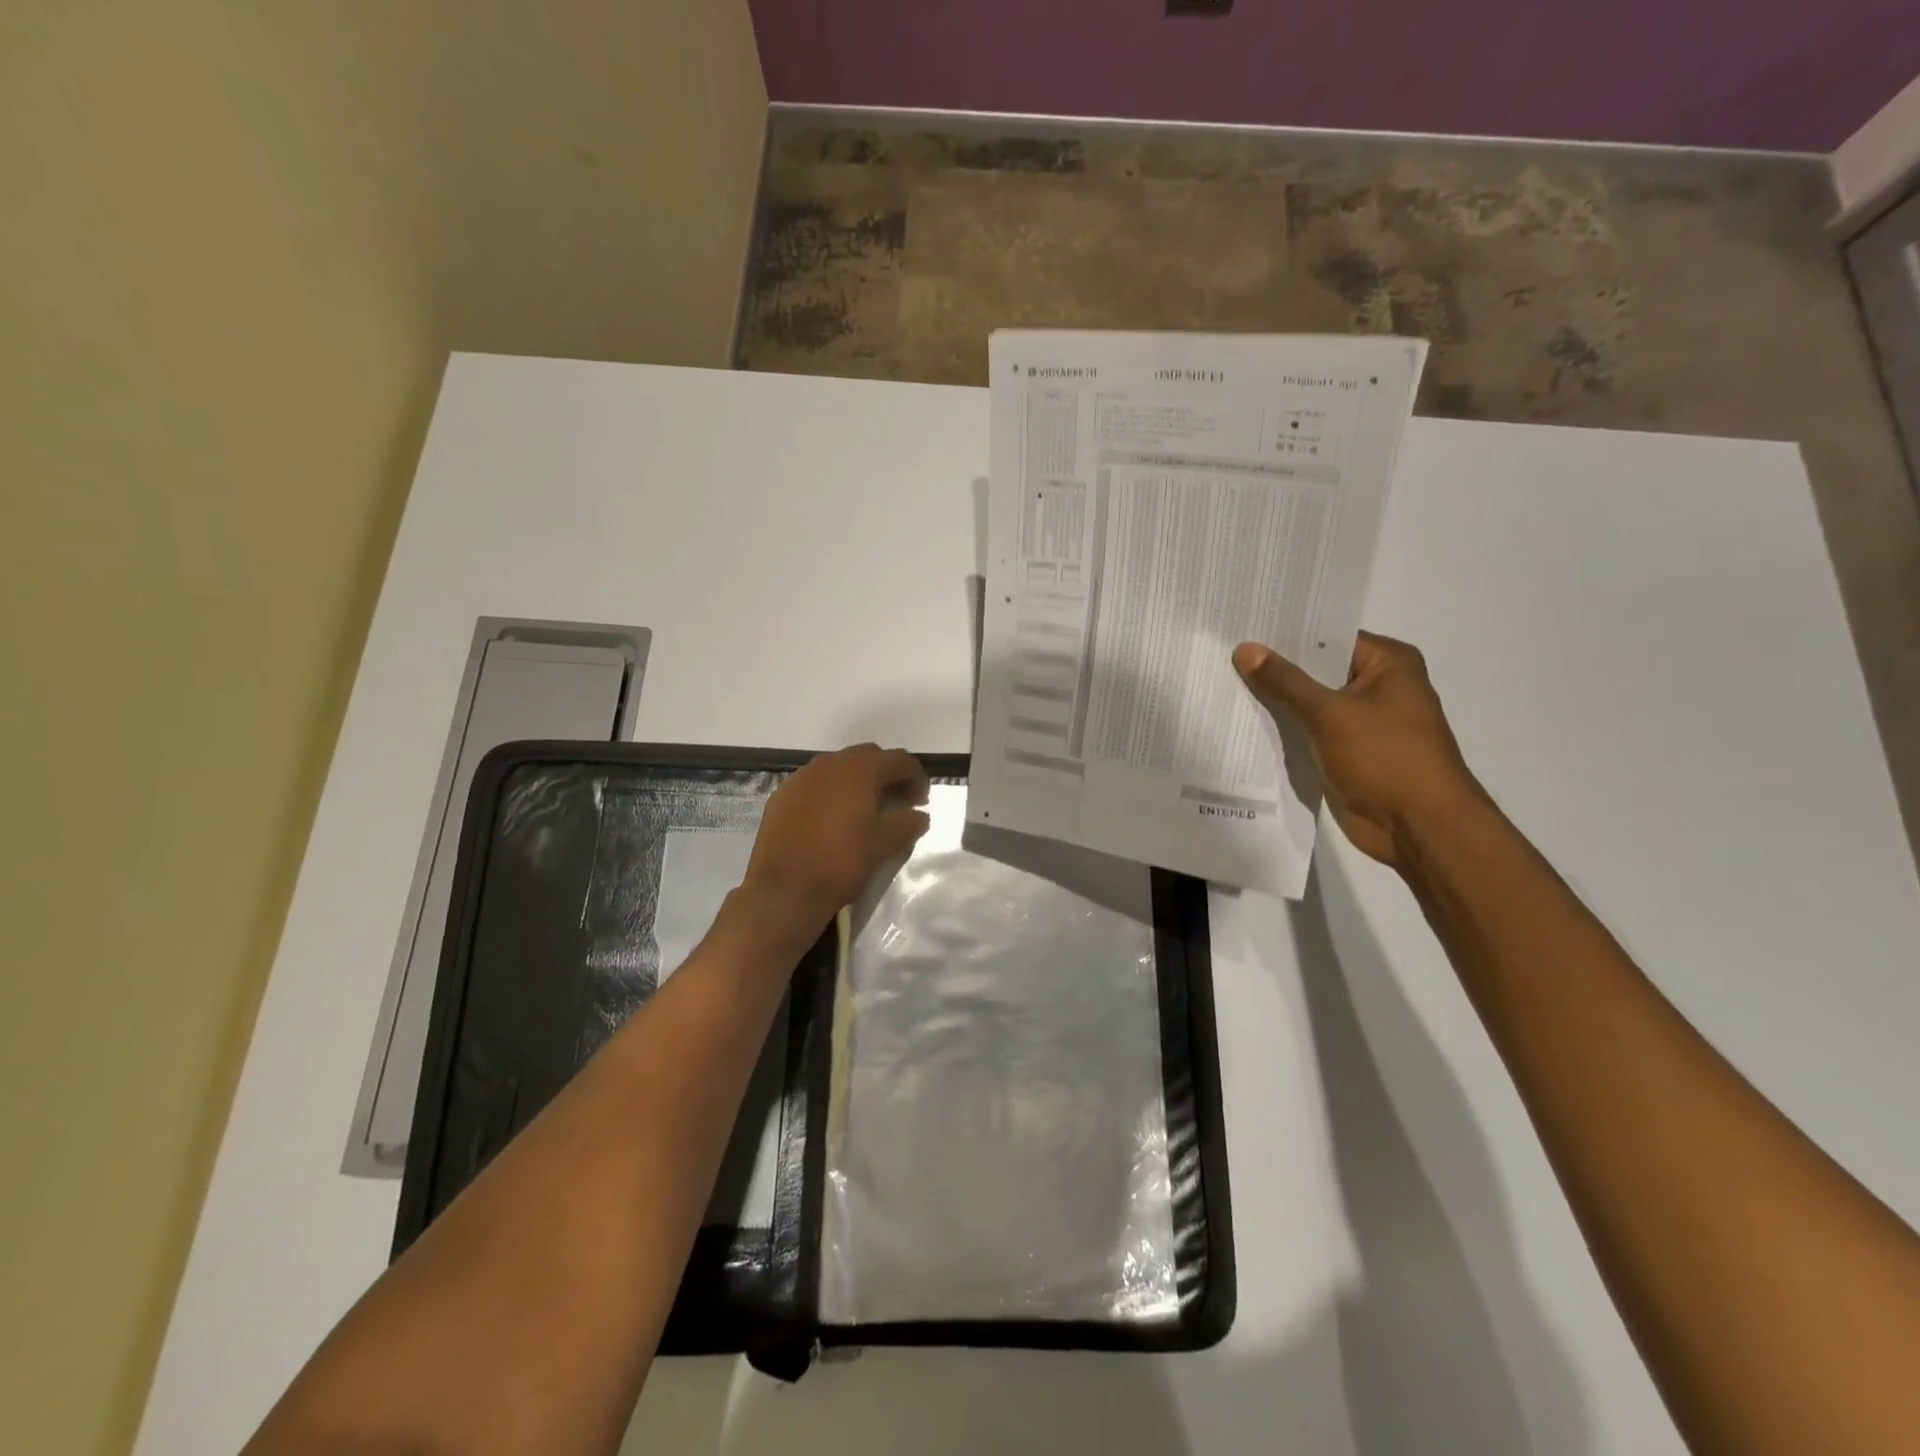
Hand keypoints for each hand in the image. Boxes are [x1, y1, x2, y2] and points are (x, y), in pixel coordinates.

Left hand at [740, 743, 931, 933]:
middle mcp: (829, 764)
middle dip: (886, 774)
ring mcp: (802, 777)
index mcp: (859, 770)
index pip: (898, 760)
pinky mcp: (782, 795)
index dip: (916, 777)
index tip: (922, 801)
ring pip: (838, 768)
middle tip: (898, 800)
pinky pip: (815, 783)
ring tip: (866, 808)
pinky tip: (833, 818)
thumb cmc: (841, 862)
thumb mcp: (883, 845)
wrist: (783, 890)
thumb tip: (920, 815)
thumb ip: (907, 824)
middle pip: (868, 757)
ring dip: (858, 781)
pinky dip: (832, 792)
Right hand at [1233, 632, 1486, 868]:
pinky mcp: (1347, 751)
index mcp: (1389, 663)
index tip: (1245, 626)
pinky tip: (1245, 719)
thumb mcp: (1330, 713)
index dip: (1287, 633)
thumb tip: (1245, 649)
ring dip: (1277, 700)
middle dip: (1276, 667)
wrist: (1417, 826)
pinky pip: (1309, 730)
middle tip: (1225, 652)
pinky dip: (1284, 728)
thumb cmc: (1385, 757)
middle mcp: (1378, 686)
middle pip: (1317, 669)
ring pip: (1310, 702)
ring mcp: (1363, 721)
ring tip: (1225, 681)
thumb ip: (1285, 681)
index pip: (1329, 637)